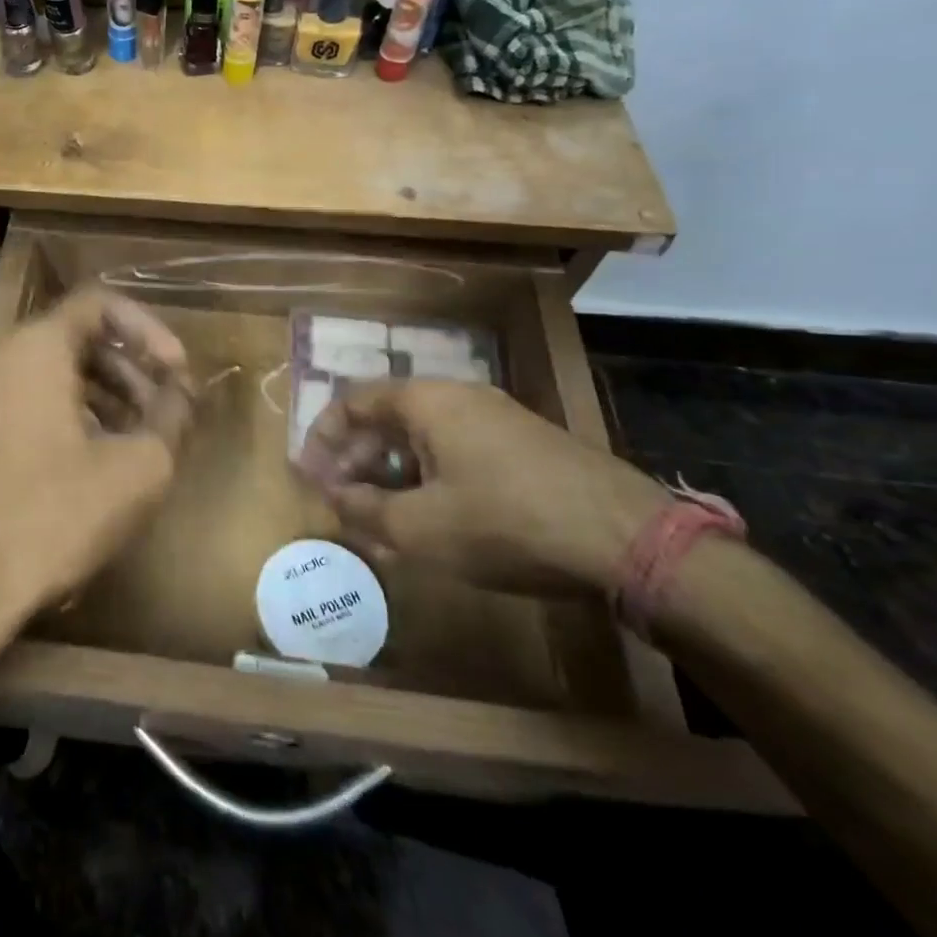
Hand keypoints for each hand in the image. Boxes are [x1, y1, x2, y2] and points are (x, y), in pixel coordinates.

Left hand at [0, 287, 193, 629]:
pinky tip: (79, 464)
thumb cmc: (56, 516)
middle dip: (125, 368)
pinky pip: (14, 407)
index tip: (176, 371)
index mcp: (32, 349)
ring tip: (129, 438)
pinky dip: (55, 417)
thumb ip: (171, 415)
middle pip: (69, 340)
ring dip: (93, 395)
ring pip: (40, 376)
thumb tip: (181, 391)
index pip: (98, 304)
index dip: (148, 329)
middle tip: (161, 409)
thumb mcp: (138, 467)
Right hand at [297, 380, 666, 596]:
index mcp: (426, 401)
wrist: (627, 539)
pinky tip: (435, 516)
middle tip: (344, 499)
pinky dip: (430, 476)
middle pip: (387, 416)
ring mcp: (497, 417)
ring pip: (423, 436)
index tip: (310, 476)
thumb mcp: (420, 527)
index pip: (353, 401)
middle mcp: (458, 396)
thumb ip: (365, 509)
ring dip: (393, 471)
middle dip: (358, 458)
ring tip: (384, 516)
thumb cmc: (505, 523)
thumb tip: (334, 495)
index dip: (324, 437)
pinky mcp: (525, 443)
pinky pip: (457, 449)